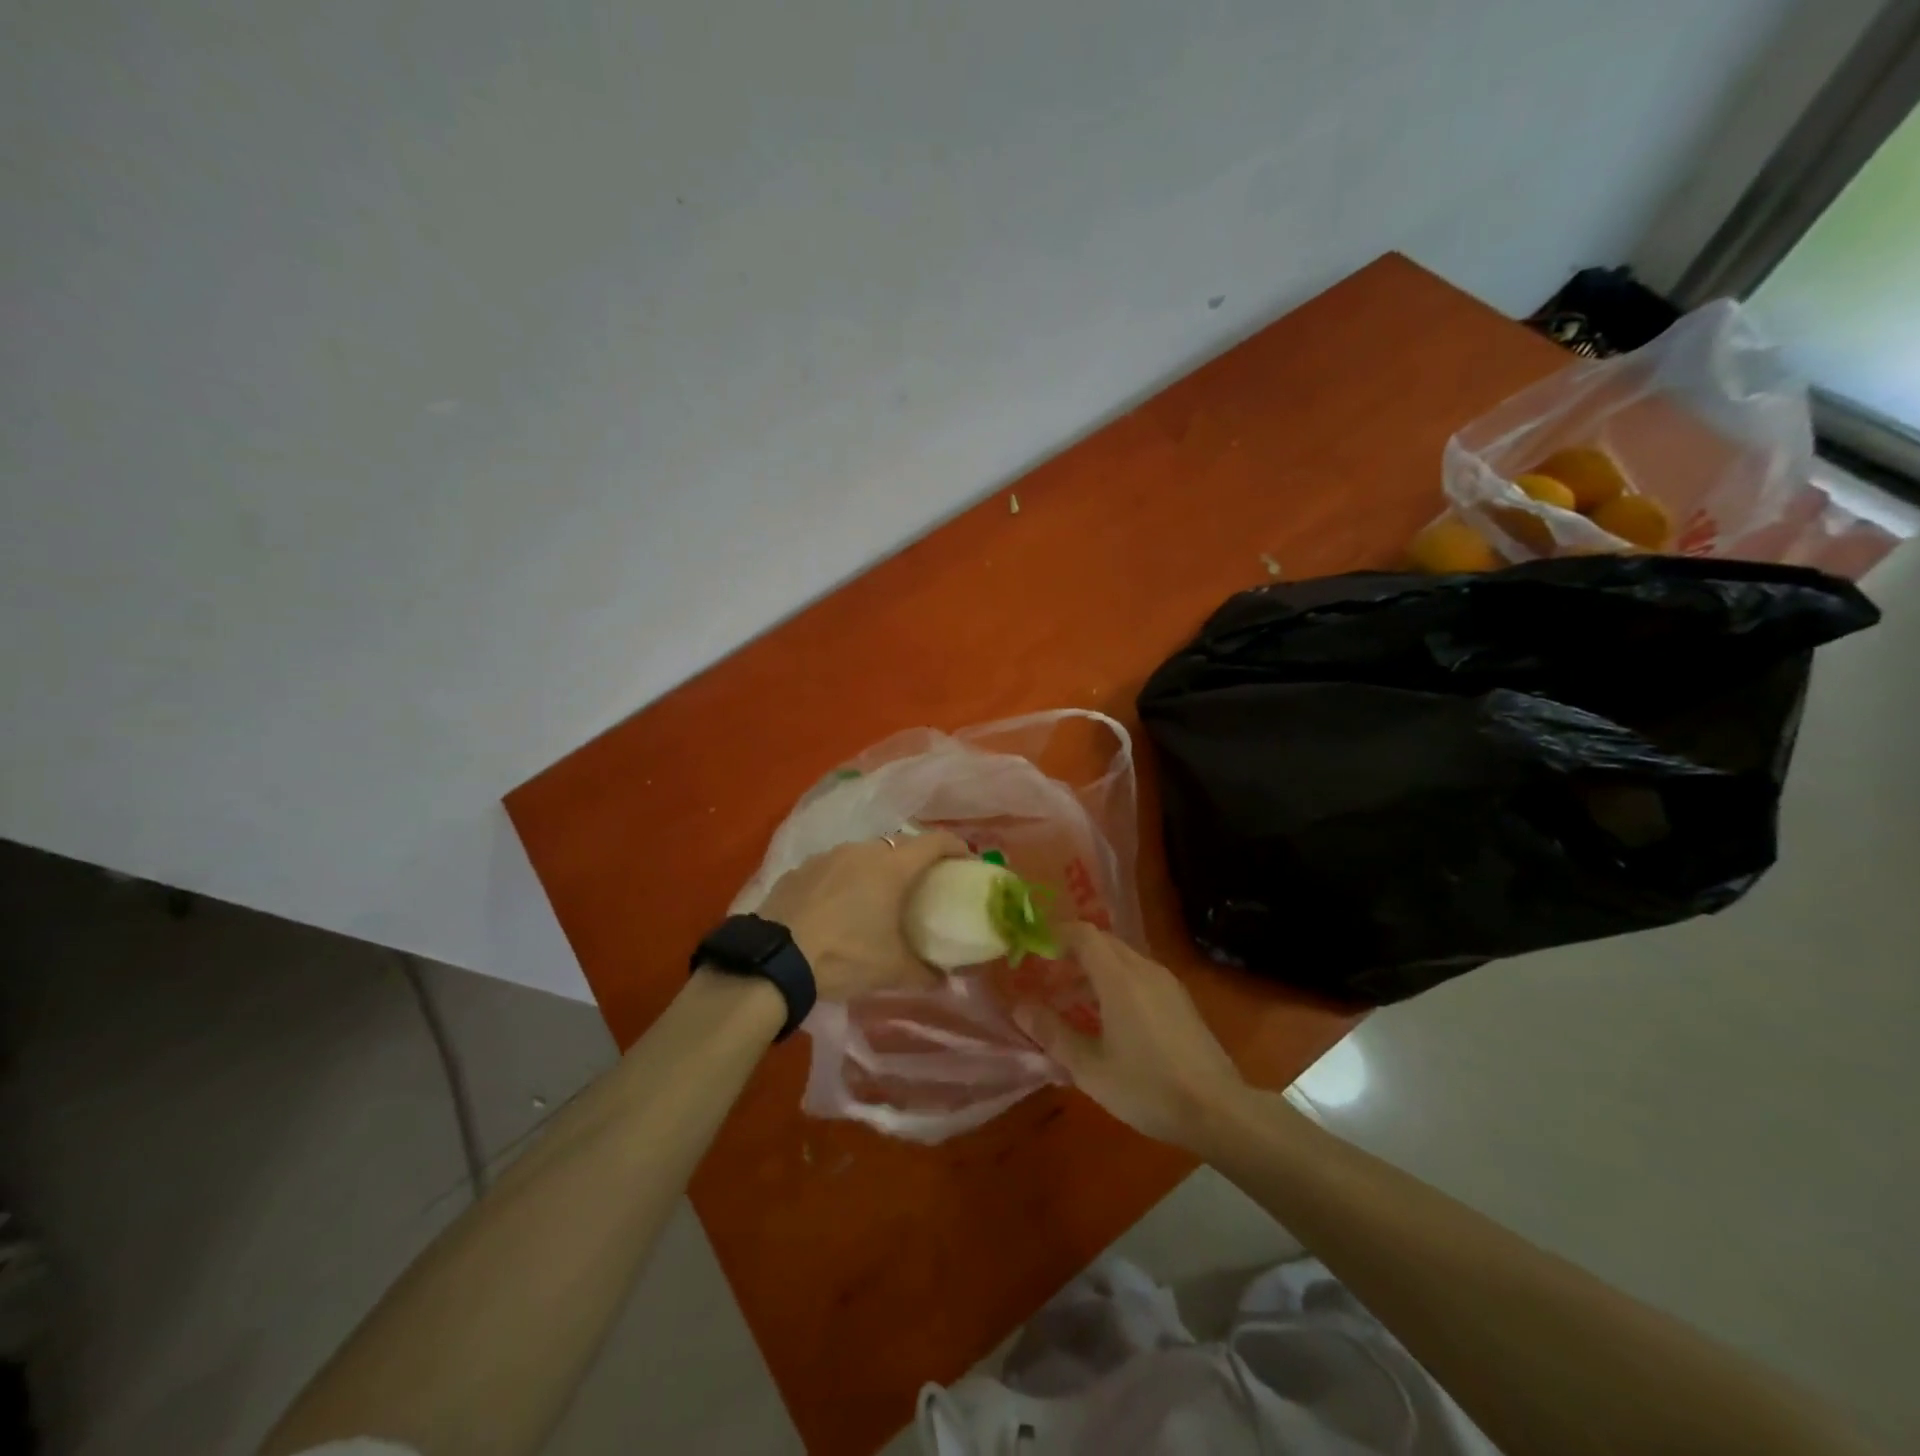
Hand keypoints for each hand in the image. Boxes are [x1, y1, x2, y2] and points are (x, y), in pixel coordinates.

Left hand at [759, 831, 969, 1000]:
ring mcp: (826, 857)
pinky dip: (843, 881)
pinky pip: (832, 869)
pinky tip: (837, 908)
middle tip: (922, 885)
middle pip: (899, 845)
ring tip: (877, 898)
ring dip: (876, 870)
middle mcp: (861, 851)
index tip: (967, 862)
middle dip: (915, 861)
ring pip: (862, 855)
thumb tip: (945, 980)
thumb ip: (925, 973)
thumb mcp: (892, 971)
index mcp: (892, 866)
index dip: (956, 848)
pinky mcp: (799, 870)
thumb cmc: (844, 956)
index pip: (935, 842)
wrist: (774, 959)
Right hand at [1013, 922, 1248, 1148]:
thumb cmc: (1147, 1087)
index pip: (1084, 934)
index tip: (1033, 949)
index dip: (1056, 934)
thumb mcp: (1090, 1067)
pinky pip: (1140, 976)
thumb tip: (1020, 1006)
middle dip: (1072, 953)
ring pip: (1123, 959)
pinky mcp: (1180, 1001)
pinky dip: (1116, 982)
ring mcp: (1167, 983)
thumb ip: (1052, 1033)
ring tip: (1071, 1001)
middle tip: (1047, 976)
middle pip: (1103, 942)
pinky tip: (1109, 1019)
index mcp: (1119, 977)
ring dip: (1094, 970)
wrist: (1219, 1110)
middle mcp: (1144, 969)